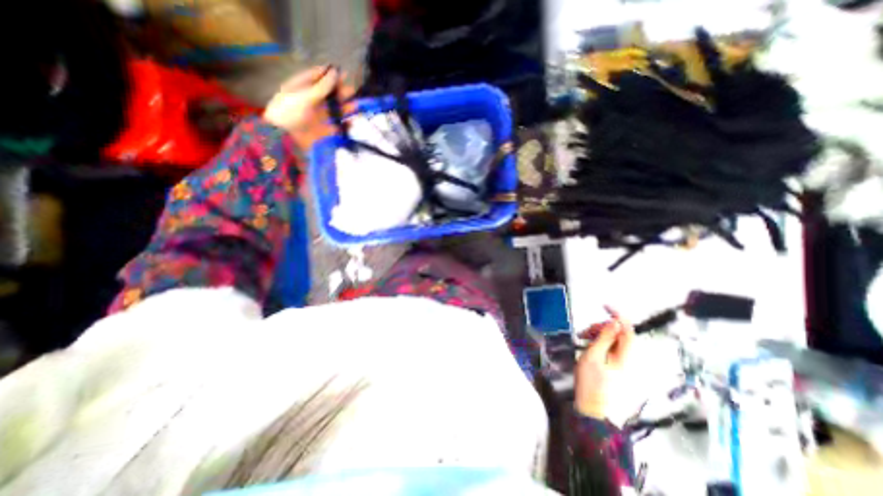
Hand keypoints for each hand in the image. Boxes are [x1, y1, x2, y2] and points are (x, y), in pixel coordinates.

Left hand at [264, 67, 355, 151]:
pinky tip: (350, 122)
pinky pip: (336, 126)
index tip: (343, 74)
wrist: (284, 137)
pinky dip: (343, 125)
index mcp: (302, 88)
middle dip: (340, 91)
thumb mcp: (305, 96)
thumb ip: (322, 87)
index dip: (330, 74)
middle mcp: (310, 100)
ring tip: (355, 105)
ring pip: (334, 109)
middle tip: (352, 90)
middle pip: (328, 94)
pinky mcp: (323, 130)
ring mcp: (317, 116)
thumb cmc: (290, 112)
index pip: (317, 77)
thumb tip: (335, 73)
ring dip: (344, 107)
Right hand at [574, 307, 635, 417]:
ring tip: (583, 337)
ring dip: (598, 333)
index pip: (627, 329)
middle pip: (619, 333)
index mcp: (625, 356)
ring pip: (613, 339)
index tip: (604, 306)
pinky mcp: (615, 364)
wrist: (592, 408)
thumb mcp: (593, 356)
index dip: (618, 315)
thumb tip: (614, 322)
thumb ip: (604, 338)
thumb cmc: (591, 383)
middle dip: (602, 326)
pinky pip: (609, 346)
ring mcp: (622, 362)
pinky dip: (598, 341)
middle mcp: (627, 357)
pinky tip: (587, 343)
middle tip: (585, 331)